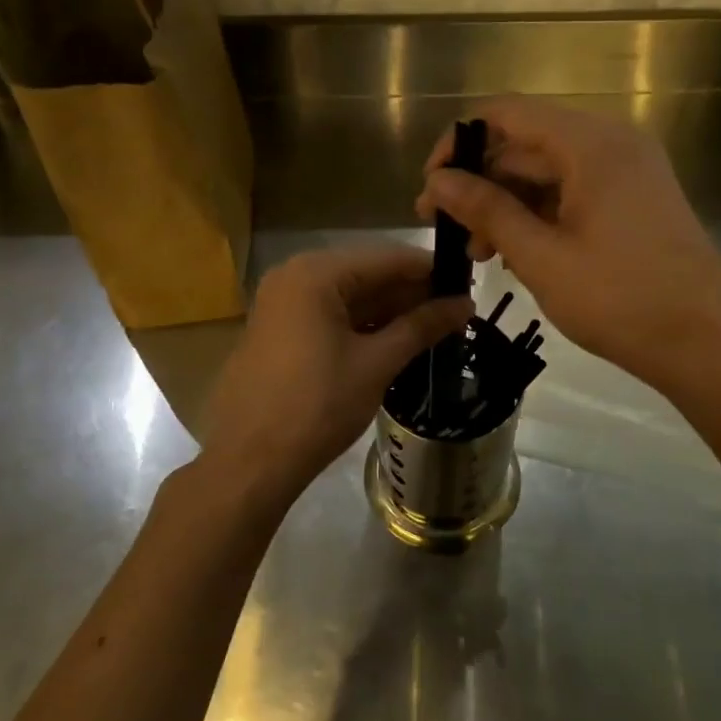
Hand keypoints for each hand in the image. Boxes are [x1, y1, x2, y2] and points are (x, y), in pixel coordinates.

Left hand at [202, 246, 471, 507]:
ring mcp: (281, 304)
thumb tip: (466, 304)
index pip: (387, 259)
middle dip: (411, 294)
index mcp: (315, 274)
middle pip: (366, 275)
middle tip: (457, 312)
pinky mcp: (278, 331)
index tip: (469, 285)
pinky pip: (329, 316)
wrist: (251, 461)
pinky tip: (396, 342)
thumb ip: (422, 326)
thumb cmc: (318, 406)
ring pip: (348, 297)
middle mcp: (294, 277)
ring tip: (435, 329)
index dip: (431, 271)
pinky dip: (362, 326)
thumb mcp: (376, 363)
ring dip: (389, 312)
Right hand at [415, 99, 720, 394]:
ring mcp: (629, 171)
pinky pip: (574, 191)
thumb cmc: (619, 300)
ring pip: (548, 172)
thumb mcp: (541, 256)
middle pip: (527, 145)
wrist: (705, 344)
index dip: (459, 143)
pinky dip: (540, 215)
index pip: (507, 114)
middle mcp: (613, 143)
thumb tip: (437, 182)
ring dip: (507, 206)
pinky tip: (516, 252)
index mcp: (591, 144)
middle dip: (481, 184)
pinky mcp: (636, 199)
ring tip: (479, 253)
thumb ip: (486, 210)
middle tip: (448, 232)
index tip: (431, 187)